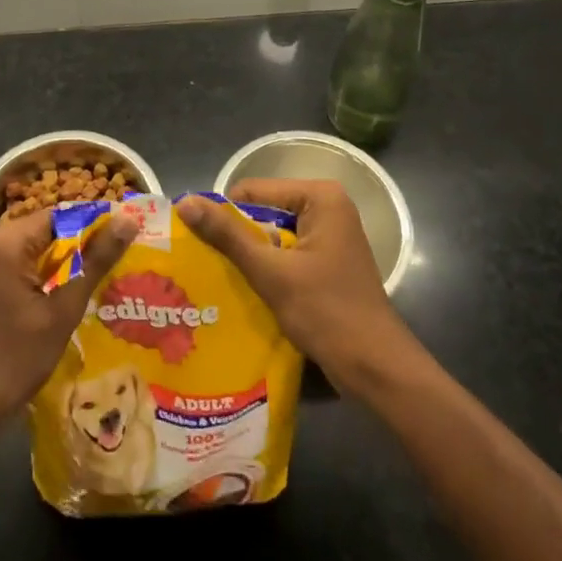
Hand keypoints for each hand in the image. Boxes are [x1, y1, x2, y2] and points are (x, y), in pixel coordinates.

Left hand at [0, 208, 138, 430]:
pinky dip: (40, 270)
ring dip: (61, 260)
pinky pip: (17, 257)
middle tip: (113, 266)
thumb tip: (129, 220)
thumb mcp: (63, 310)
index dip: (95, 227)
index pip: (62, 215)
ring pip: (34, 243)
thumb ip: (96, 261)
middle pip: (46, 228)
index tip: (124, 243)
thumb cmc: (15, 359)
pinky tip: (62, 292)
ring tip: (95, 279)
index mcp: (4, 240)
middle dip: (79, 246)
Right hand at [178, 179, 417, 396]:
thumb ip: (228, 235)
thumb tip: (185, 202)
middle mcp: (327, 207)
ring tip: (216, 278)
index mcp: (320, 197)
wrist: (376, 369)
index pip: (253, 191)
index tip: (197, 244)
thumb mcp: (271, 272)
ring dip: (250, 257)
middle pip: (264, 212)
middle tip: (203, 264)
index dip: (223, 215)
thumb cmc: (327, 312)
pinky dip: (267, 270)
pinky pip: (287, 255)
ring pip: (274, 237)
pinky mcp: (328, 263)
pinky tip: (244, 292)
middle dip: (236, 238)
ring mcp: (330, 236)